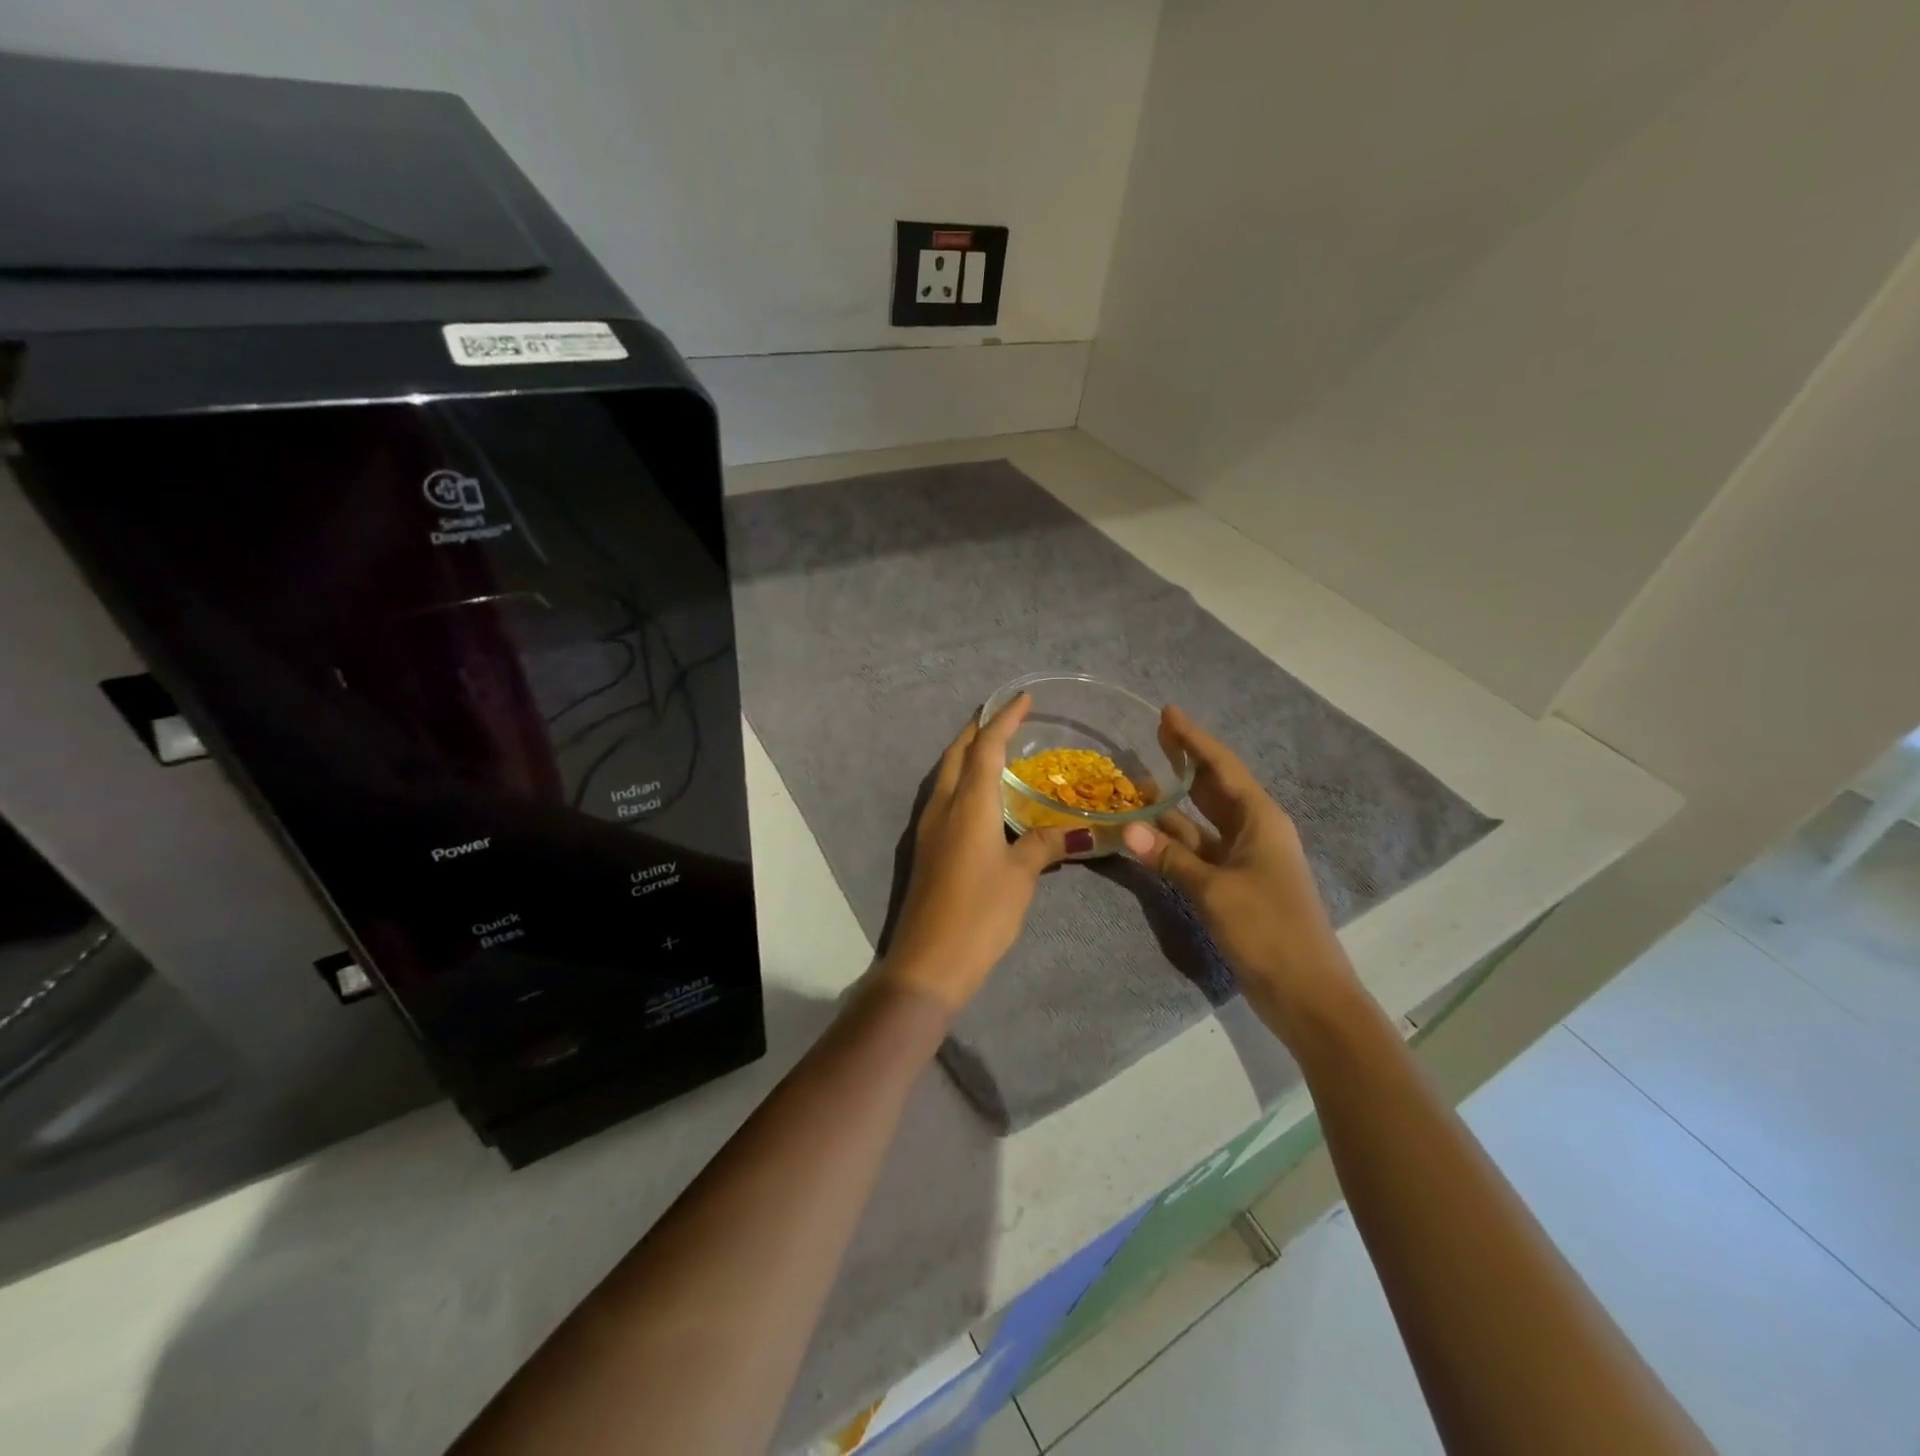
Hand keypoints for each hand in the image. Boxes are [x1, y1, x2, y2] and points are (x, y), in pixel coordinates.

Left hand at [880, 694, 1080, 1012]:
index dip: (1004, 720)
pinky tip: (980, 795)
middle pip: (957, 753)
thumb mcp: (1021, 877)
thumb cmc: (980, 914)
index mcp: (969, 804)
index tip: (1022, 698)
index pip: (986, 747)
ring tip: (994, 747)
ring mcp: (929, 827)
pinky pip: (944, 796)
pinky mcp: (926, 847)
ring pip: (946, 774)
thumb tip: (1075, 830)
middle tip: (1003, 716)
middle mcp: (943, 806)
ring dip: (966, 753)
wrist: (928, 961)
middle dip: (978, 729)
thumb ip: (1045, 845)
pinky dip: (962, 780)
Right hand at [1120, 706, 1361, 1034]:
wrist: (1306, 993)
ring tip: (1138, 782)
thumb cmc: (1268, 930)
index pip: (1222, 767)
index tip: (1167, 713)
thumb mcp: (1215, 890)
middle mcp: (1254, 831)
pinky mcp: (1234, 886)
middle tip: (1154, 734)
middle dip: (1186, 761)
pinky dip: (1174, 841)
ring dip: (1174, 804)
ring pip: (1203, 820)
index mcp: (1260, 820)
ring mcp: (1244, 860)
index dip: (1194, 739)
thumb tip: (1125, 827)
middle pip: (1214, 787)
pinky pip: (1199, 851)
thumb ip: (1169, 857)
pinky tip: (1148, 833)